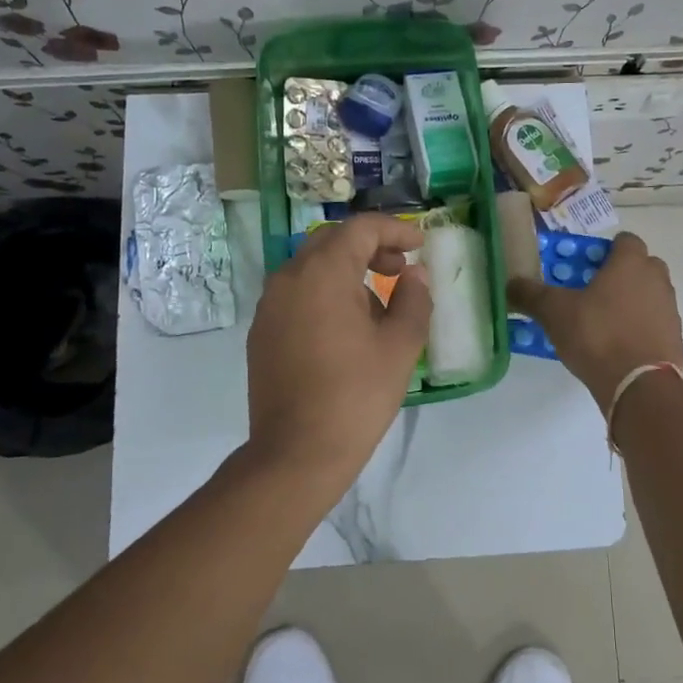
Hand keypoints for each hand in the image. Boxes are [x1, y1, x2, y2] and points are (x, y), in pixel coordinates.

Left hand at [246, 213, 432, 489]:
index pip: (361, 229)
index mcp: (322, 273)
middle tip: (399, 268)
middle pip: (332, 242)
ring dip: (347, 271)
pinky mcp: (262, 332)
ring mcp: (270, 306)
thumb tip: (414, 275)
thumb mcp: (400, 346)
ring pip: (312, 268)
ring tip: (378, 306)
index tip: (420, 244)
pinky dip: (325, 294)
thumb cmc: (356, 395)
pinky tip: (346, 329)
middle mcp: (288, 278)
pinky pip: (297, 294)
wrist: (297, 453)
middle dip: (370, 247)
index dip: (395, 229)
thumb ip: (413, 299)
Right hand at [506, 232, 682, 405]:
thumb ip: (531, 294)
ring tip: (601, 322)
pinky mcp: (673, 337)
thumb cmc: (597, 335)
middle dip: (618, 275)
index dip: (604, 250)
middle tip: (591, 293)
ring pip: (648, 294)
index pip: (624, 240)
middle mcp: (656, 279)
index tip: (584, 267)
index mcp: (630, 263)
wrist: (639, 384)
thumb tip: (510, 283)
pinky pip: (653, 322)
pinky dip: (638, 327)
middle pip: (640, 266)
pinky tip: (616, 345)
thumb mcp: (554, 312)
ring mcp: (669, 309)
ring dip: (629, 301)